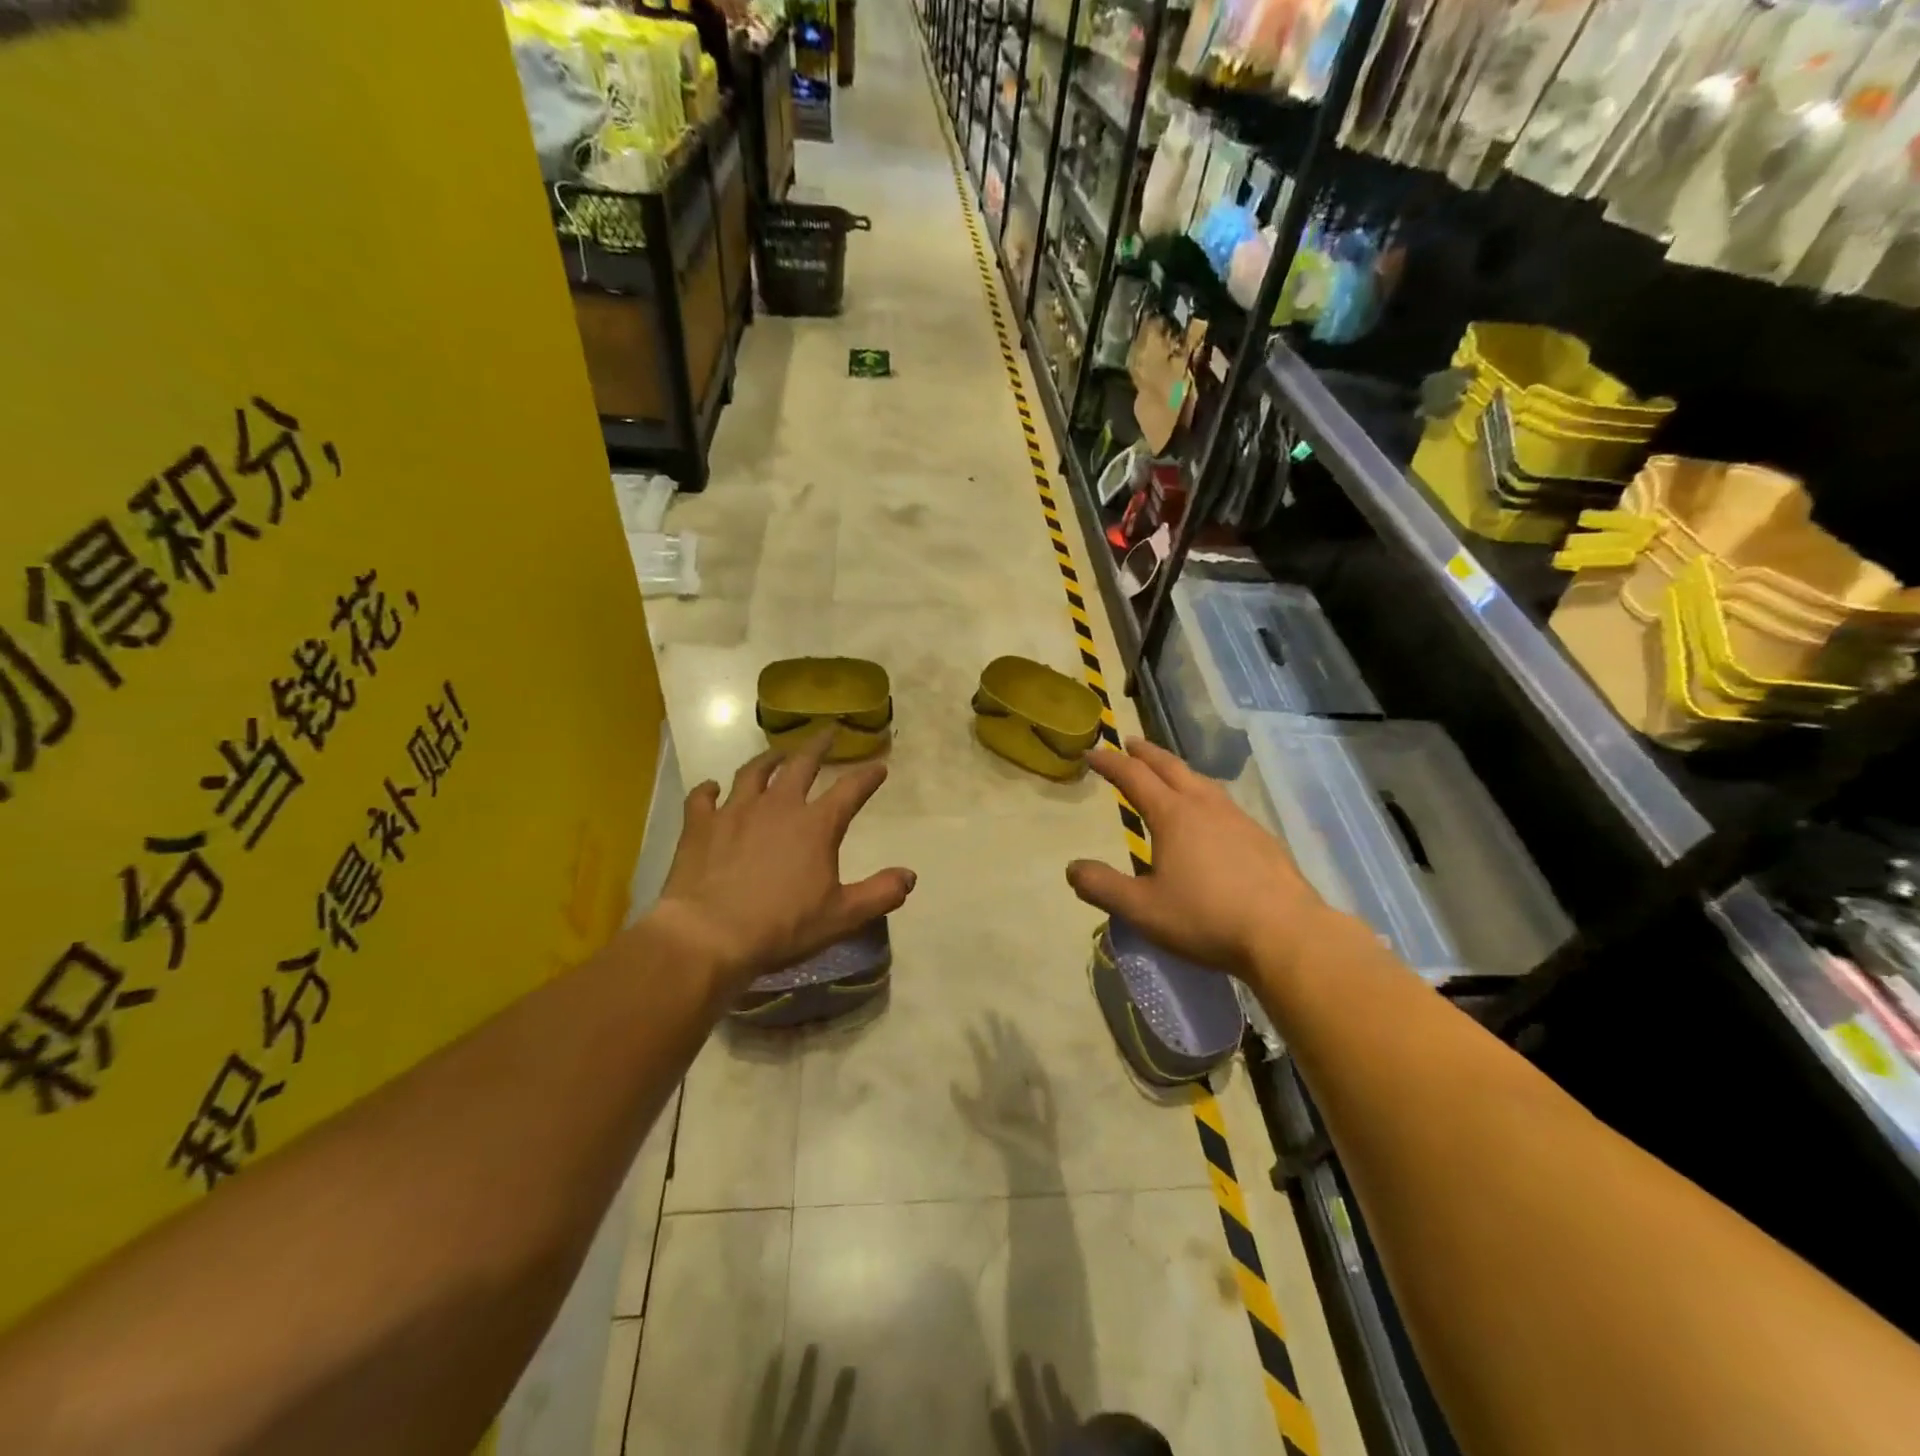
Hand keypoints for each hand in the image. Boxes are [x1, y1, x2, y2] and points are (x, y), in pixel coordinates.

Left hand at [651, 732, 915, 997]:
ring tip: (777, 753)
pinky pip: (703, 798)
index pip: (850, 791)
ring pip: (753, 772)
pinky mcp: (701, 826)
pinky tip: (711, 787)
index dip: (868, 777)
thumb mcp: (841, 916)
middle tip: (828, 732)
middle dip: (818, 746)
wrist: (709, 935)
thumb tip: (909, 876)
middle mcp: (778, 806)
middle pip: (801, 765)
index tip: (879, 767)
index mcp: (815, 825)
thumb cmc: (782, 926)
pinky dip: (708, 789)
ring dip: (768, 759)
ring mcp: (735, 811)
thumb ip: (879, 894)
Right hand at [1065, 738, 1330, 983]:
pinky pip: (1223, 803)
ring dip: (1178, 771)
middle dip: (1146, 754)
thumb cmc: (1206, 918)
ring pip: (1201, 782)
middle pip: (1171, 768)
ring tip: (1168, 773)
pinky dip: (1203, 794)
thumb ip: (1102, 887)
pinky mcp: (1261, 838)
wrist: (1286, 934)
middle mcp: (1205, 806)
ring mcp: (1238, 819)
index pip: (1134, 777)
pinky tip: (1210, 815)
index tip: (1093, 753)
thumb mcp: (1142, 908)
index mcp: (1173, 815)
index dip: (1110, 763)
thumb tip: (1072, 868)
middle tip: (1130, 744)